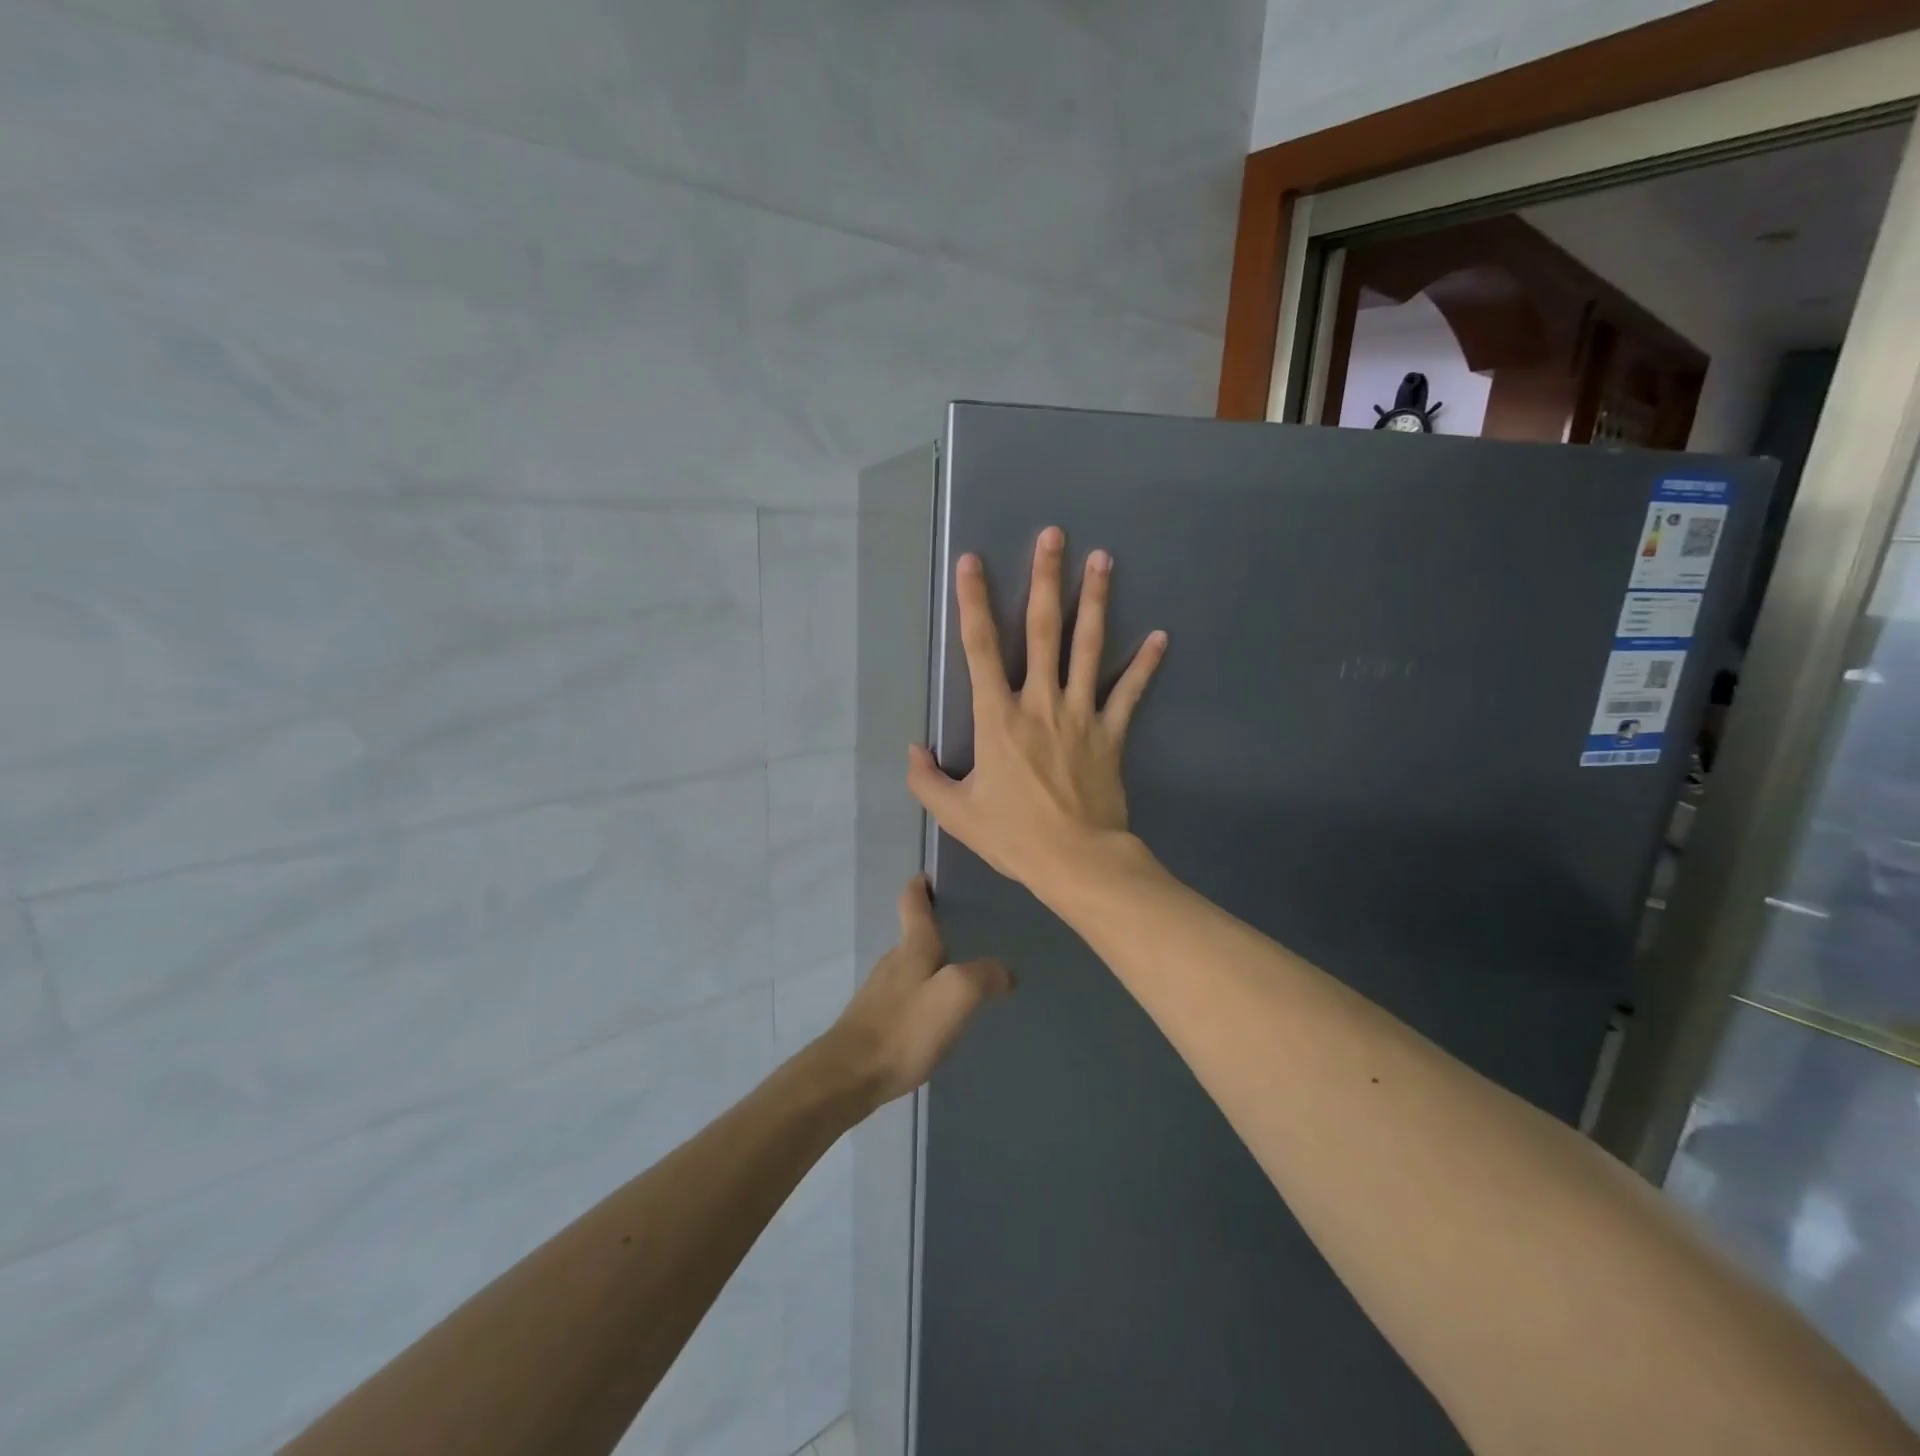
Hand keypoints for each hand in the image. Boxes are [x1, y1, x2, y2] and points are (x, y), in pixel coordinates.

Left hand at [816, 876, 1010, 1108]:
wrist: (849, 1075)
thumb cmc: (905, 1028)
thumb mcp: (956, 995)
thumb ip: (984, 975)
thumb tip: (1004, 971)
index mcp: (913, 946)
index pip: (913, 901)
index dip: (921, 885)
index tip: (932, 876)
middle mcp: (893, 960)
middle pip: (915, 934)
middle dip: (938, 929)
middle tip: (971, 933)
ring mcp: (880, 991)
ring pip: (911, 966)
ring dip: (932, 965)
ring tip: (961, 977)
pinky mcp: (874, 1019)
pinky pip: (905, 996)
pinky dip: (922, 995)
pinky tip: (936, 1017)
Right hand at [907, 526, 1165, 891]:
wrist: (1076, 860)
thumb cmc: (1013, 836)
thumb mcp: (956, 814)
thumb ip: (927, 780)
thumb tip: (915, 750)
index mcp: (998, 717)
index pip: (980, 648)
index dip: (973, 602)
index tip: (972, 561)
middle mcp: (1040, 702)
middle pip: (1043, 630)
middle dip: (1046, 579)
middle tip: (1054, 535)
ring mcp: (1081, 714)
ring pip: (1088, 648)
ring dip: (1095, 601)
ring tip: (1103, 559)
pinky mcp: (1110, 733)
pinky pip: (1129, 693)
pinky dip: (1144, 665)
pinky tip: (1160, 636)